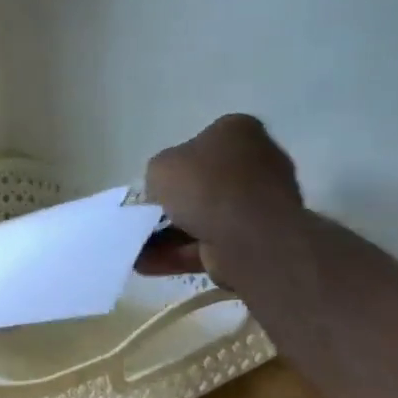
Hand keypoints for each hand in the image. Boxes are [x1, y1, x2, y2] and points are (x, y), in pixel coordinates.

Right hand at [136, 114, 303, 284]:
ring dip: (169, 234)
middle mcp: (257, 162)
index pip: (203, 141)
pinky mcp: (257, 239)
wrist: (249, 236)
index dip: (176, 162)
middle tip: (145, 215)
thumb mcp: (161, 166)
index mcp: (238, 132)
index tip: (157, 181)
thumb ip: (159, 173)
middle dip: (174, 202)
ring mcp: (260, 203)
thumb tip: (166, 187)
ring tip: (136, 248)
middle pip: (206, 182)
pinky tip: (147, 265)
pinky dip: (180, 254)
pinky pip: (210, 244)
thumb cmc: (204, 185)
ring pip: (206, 217)